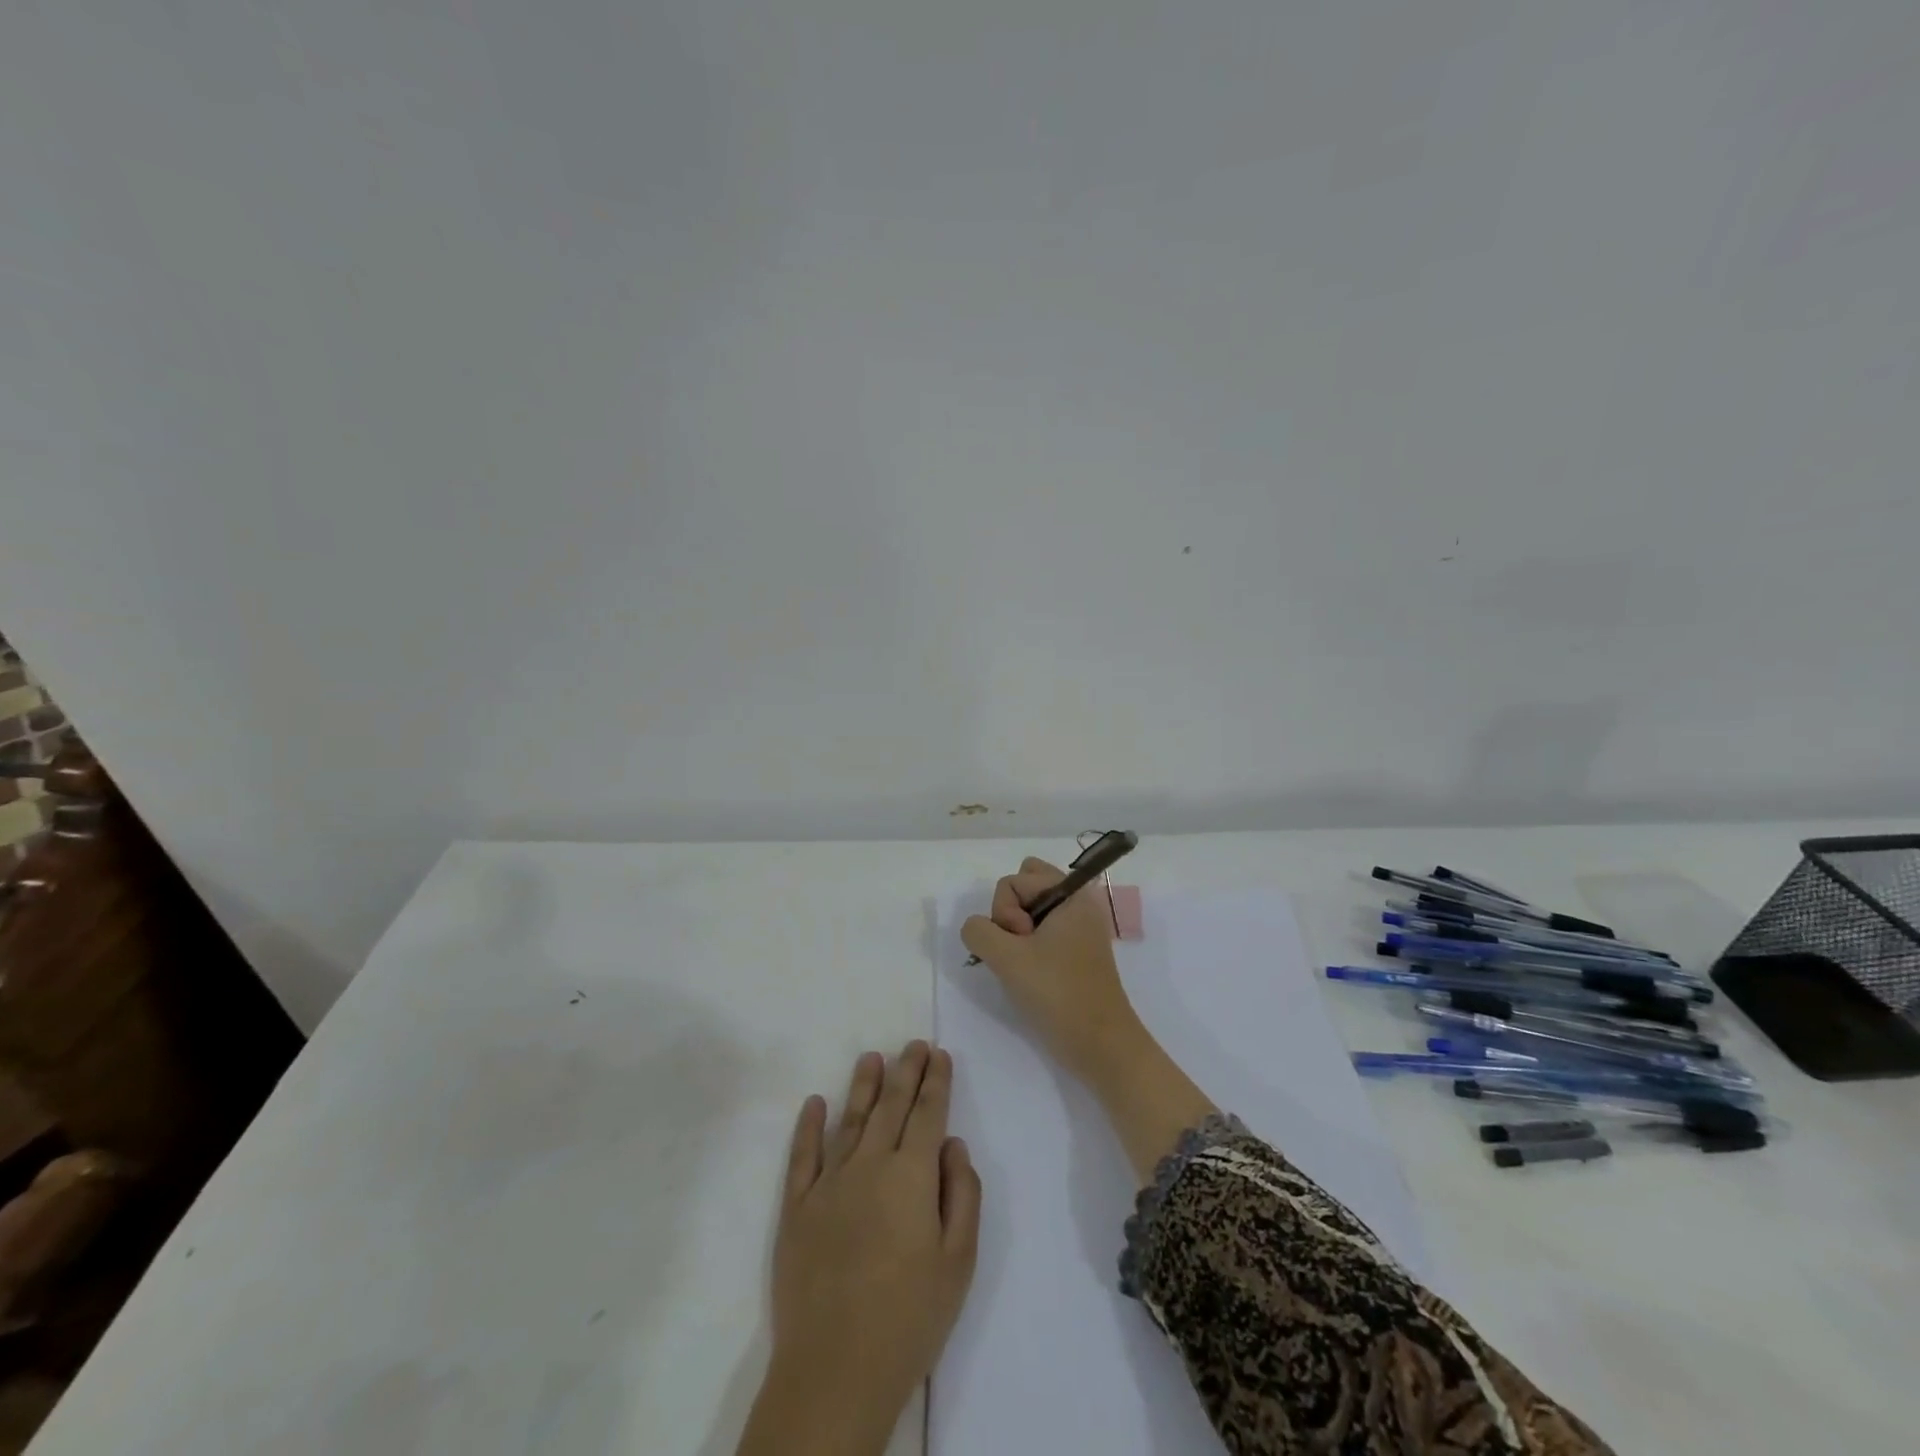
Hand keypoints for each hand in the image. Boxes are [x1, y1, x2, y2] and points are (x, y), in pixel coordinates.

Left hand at [736, 1043, 982, 1455]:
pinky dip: (808, 1126)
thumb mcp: (958, 1262)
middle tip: (914, 1044)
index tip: (939, 1054)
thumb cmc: (909, 1318)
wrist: (835, 1370)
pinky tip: (815, 1102)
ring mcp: (829, 1183)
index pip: (928, 1114)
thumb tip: (952, 1144)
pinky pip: (803, 1155)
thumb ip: (962, 1194)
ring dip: (863, 1086)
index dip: (936, 1081)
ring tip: (872, 1058)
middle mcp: (870, 1165)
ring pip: (850, 1120)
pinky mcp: (796, 1207)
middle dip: (906, 1071)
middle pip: (891, 1106)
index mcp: (912, 1176)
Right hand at [959, 858, 1148, 1085]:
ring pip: (1030, 911)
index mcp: (1071, 893)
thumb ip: (979, 932)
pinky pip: (1041, 932)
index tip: (1021, 942)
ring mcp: (1078, 928)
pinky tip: (1030, 975)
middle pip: (1024, 886)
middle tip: (1019, 949)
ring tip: (1024, 965)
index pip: (1013, 880)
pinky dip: (1028, 947)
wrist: (1101, 1044)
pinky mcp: (1076, 952)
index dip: (1005, 911)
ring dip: (1016, 934)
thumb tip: (977, 929)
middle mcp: (1077, 903)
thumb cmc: (1058, 993)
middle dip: (1009, 914)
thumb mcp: (1007, 958)